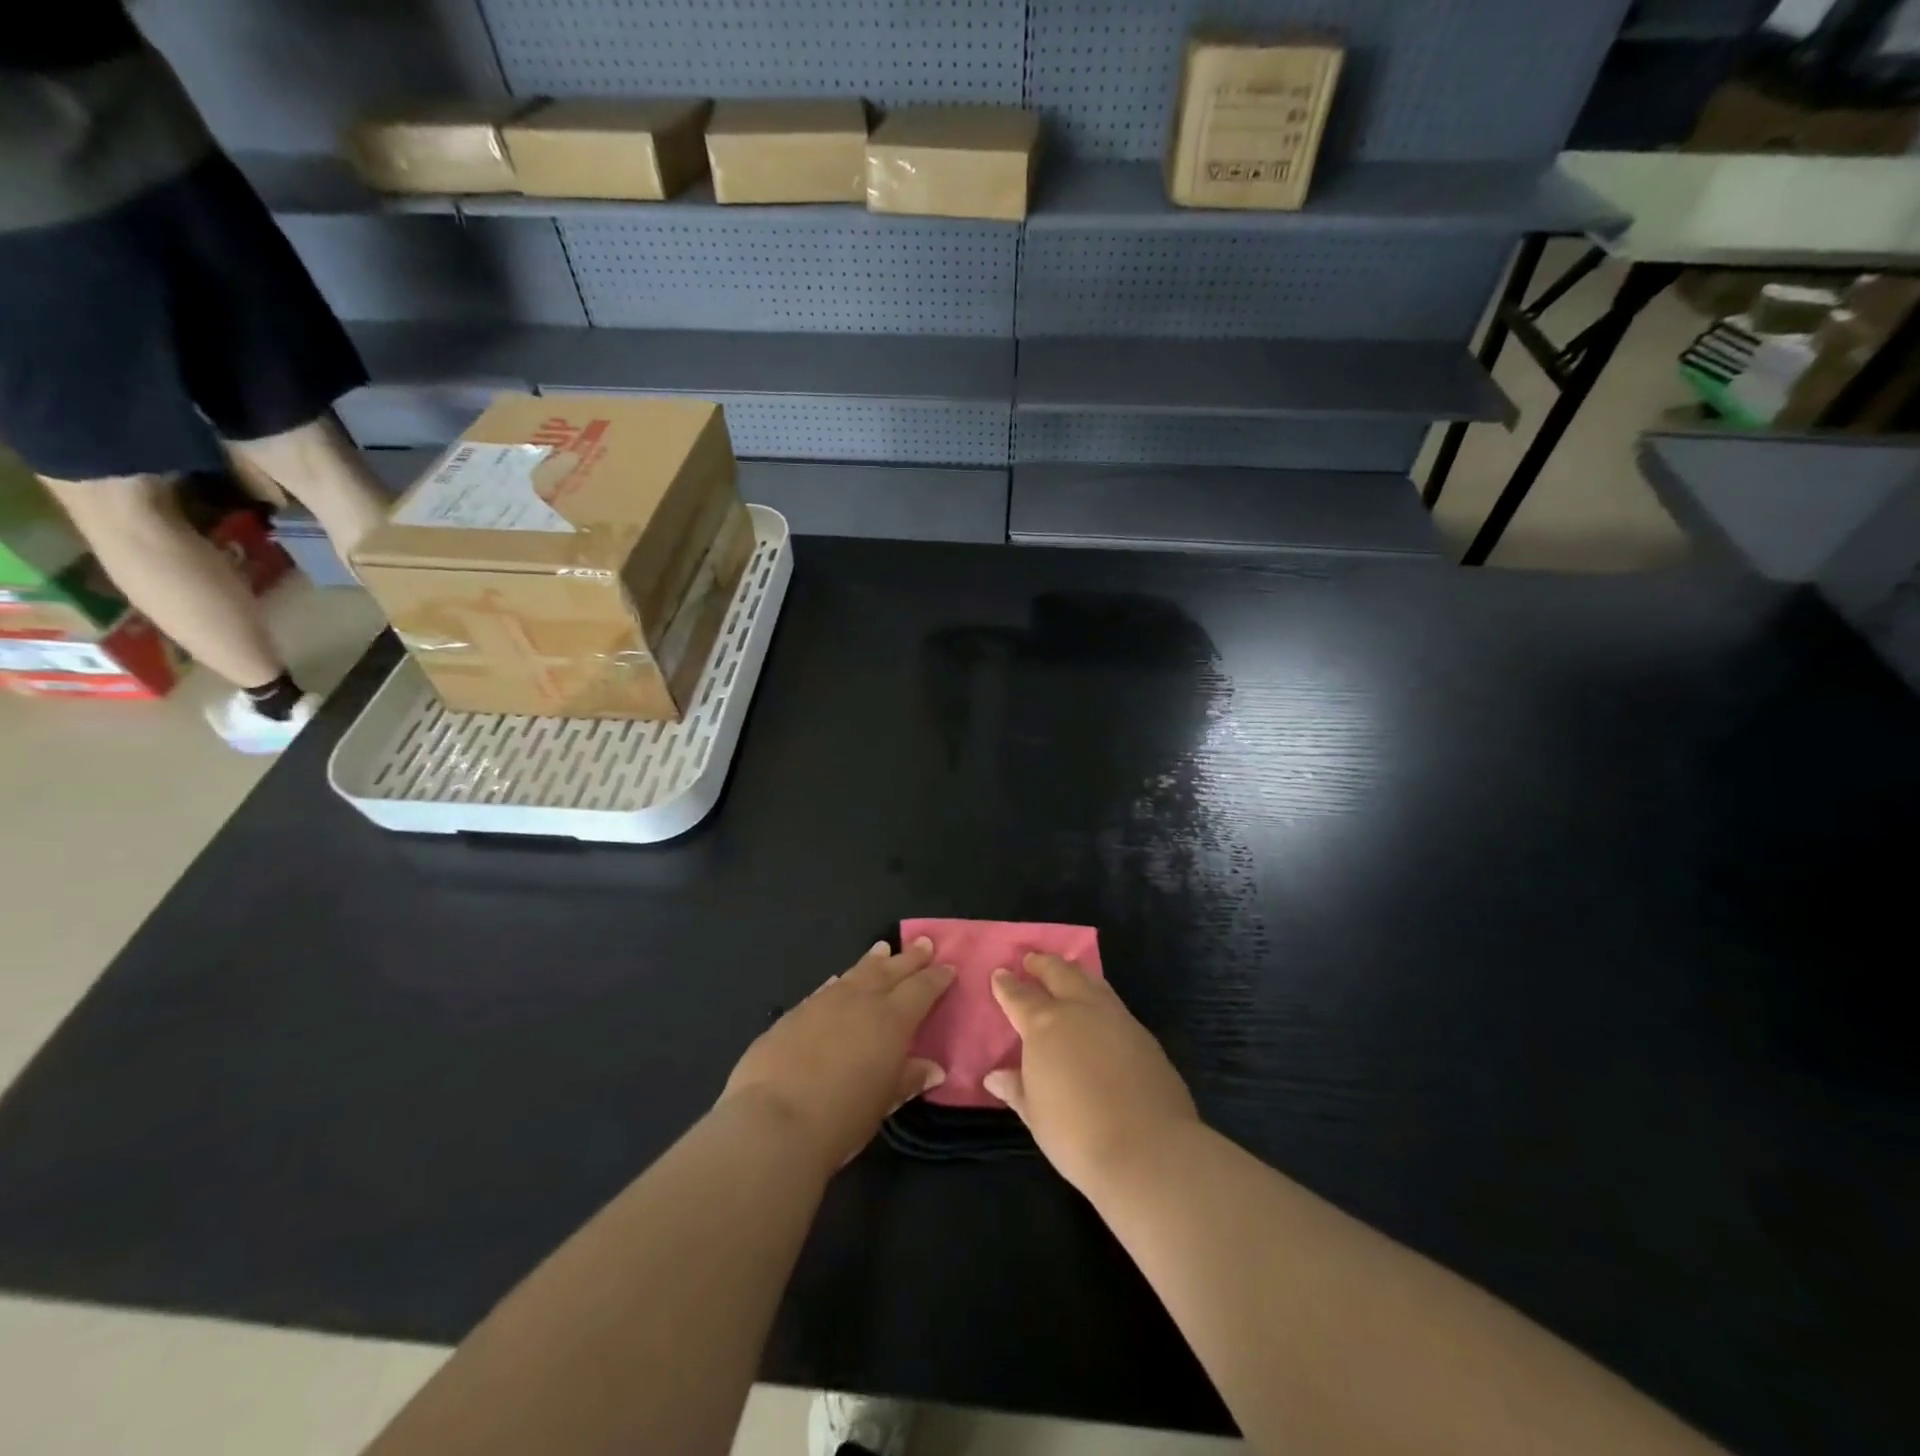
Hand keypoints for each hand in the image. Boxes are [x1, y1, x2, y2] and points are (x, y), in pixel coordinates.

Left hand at [720, 937, 954, 1173]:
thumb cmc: (841, 1118)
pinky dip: (839, 982)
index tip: (948, 967)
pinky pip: (826, 989)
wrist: (773, 1121)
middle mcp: (860, 1000)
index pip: (921, 989)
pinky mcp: (794, 1014)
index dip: (936, 978)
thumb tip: (932, 1068)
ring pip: (856, 973)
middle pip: (890, 971)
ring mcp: (824, 1002)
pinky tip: (839, 980)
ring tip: (883, 949)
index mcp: (891, 1020)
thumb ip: (908, 1079)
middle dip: (909, 958)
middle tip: (923, 943)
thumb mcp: (883, 1103)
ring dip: (873, 962)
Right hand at [983, 954, 1198, 1193]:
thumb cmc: (1077, 1135)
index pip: (1019, 996)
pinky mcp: (1143, 1034)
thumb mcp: (1036, 1115)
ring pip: (1090, 980)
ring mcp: (1115, 1017)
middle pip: (1058, 972)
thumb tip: (995, 1076)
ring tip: (1066, 972)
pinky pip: (1113, 1003)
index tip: (1000, 974)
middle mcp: (1079, 1009)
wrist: (1148, 1149)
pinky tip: (1099, 1012)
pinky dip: (1099, 997)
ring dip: (1073, 973)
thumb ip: (1017, 1088)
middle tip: (1031, 960)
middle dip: (1042, 964)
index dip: (1007, 984)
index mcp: (1044, 1025)